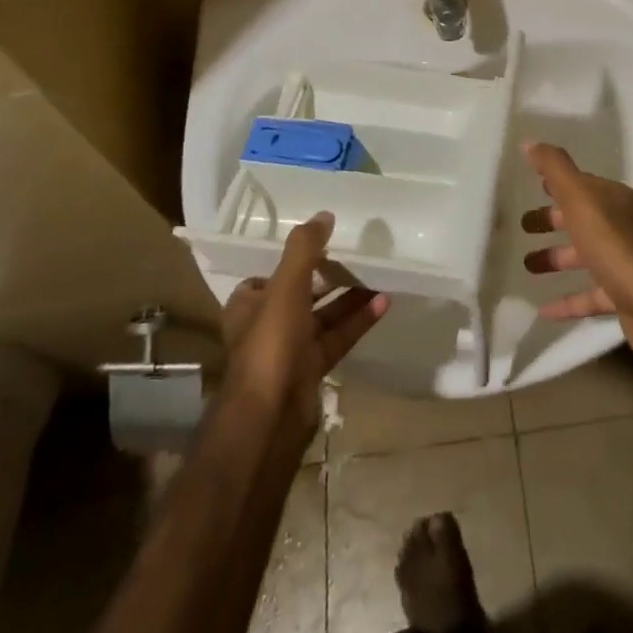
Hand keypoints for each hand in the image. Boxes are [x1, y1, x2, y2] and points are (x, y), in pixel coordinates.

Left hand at [221, 213, 387, 444]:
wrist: (270, 417)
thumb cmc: (270, 344)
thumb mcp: (286, 287)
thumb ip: (304, 249)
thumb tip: (324, 215)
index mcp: (249, 305)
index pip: (268, 276)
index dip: (292, 261)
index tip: (322, 245)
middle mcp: (266, 325)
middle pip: (301, 294)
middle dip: (328, 277)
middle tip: (357, 257)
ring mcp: (290, 350)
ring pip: (323, 316)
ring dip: (349, 298)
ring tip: (379, 276)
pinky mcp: (312, 370)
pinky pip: (338, 338)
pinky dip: (358, 322)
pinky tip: (383, 303)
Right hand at [519, 142, 632, 360]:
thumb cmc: (615, 245)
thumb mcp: (581, 199)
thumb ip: (555, 169)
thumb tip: (531, 141)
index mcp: (614, 200)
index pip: (582, 185)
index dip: (557, 184)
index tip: (532, 186)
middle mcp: (621, 227)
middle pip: (581, 219)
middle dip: (552, 220)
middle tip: (522, 226)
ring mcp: (623, 263)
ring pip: (583, 256)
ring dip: (556, 258)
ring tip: (526, 265)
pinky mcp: (622, 297)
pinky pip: (588, 295)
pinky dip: (567, 300)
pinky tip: (542, 309)